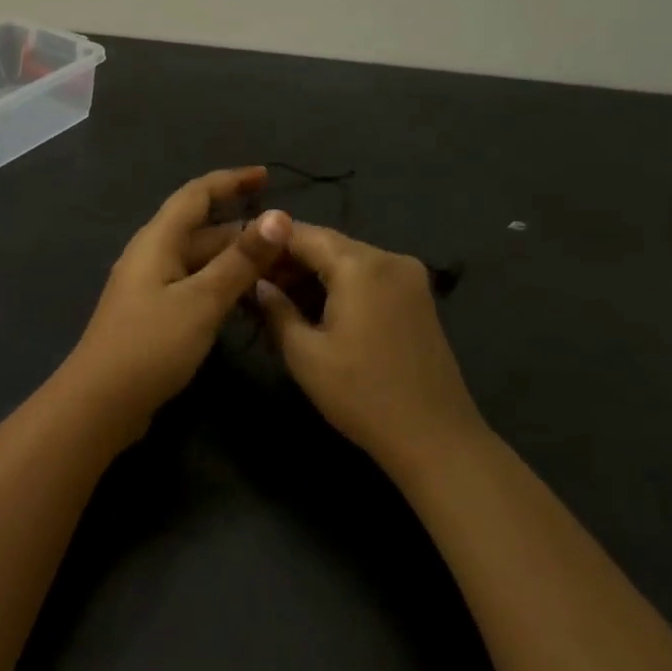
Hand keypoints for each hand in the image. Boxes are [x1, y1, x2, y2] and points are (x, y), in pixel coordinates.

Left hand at [63, 168, 291, 434]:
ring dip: (235, 261)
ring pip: (199, 262)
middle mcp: (151, 257)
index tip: (266, 175)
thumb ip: (240, 260)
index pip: (196, 195)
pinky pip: (193, 287)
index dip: (230, 181)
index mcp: (157, 241)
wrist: (101, 403)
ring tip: (278, 270)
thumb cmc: (150, 345)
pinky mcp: (154, 317)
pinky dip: (221, 286)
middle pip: (201, 231)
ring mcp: (150, 288)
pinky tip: (246, 301)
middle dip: (243, 231)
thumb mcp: (201, 300)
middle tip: (289, 243)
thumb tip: (278, 216)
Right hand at [256, 223, 486, 473]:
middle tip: (252, 283)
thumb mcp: (304, 354)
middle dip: (289, 259)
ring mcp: (409, 276)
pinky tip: (315, 307)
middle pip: (328, 244)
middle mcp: (389, 258)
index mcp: (360, 265)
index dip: (266, 241)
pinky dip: (340, 284)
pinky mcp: (417, 297)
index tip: (237, 256)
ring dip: (313, 273)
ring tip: (278, 299)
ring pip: (348, 259)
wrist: (434, 436)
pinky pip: (368, 276)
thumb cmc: (360, 395)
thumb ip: (276, 309)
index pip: (302, 233)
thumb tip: (257, 284)